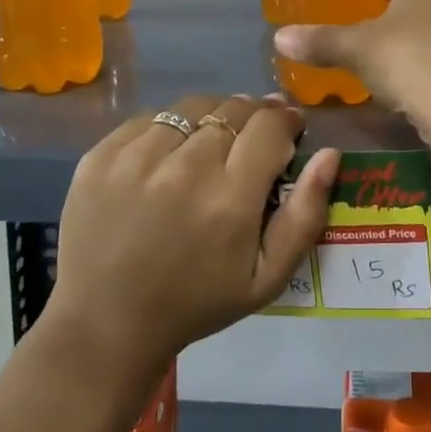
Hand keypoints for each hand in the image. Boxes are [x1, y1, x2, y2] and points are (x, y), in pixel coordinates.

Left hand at [44, 95, 336, 372]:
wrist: (105, 324)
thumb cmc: (196, 302)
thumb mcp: (267, 277)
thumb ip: (306, 215)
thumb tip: (329, 154)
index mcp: (231, 198)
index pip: (270, 124)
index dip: (285, 120)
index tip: (288, 129)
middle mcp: (185, 167)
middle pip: (233, 108)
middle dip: (253, 117)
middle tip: (252, 140)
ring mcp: (137, 157)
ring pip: (192, 107)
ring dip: (211, 117)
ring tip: (210, 143)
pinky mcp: (101, 155)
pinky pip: (149, 118)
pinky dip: (168, 129)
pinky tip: (168, 157)